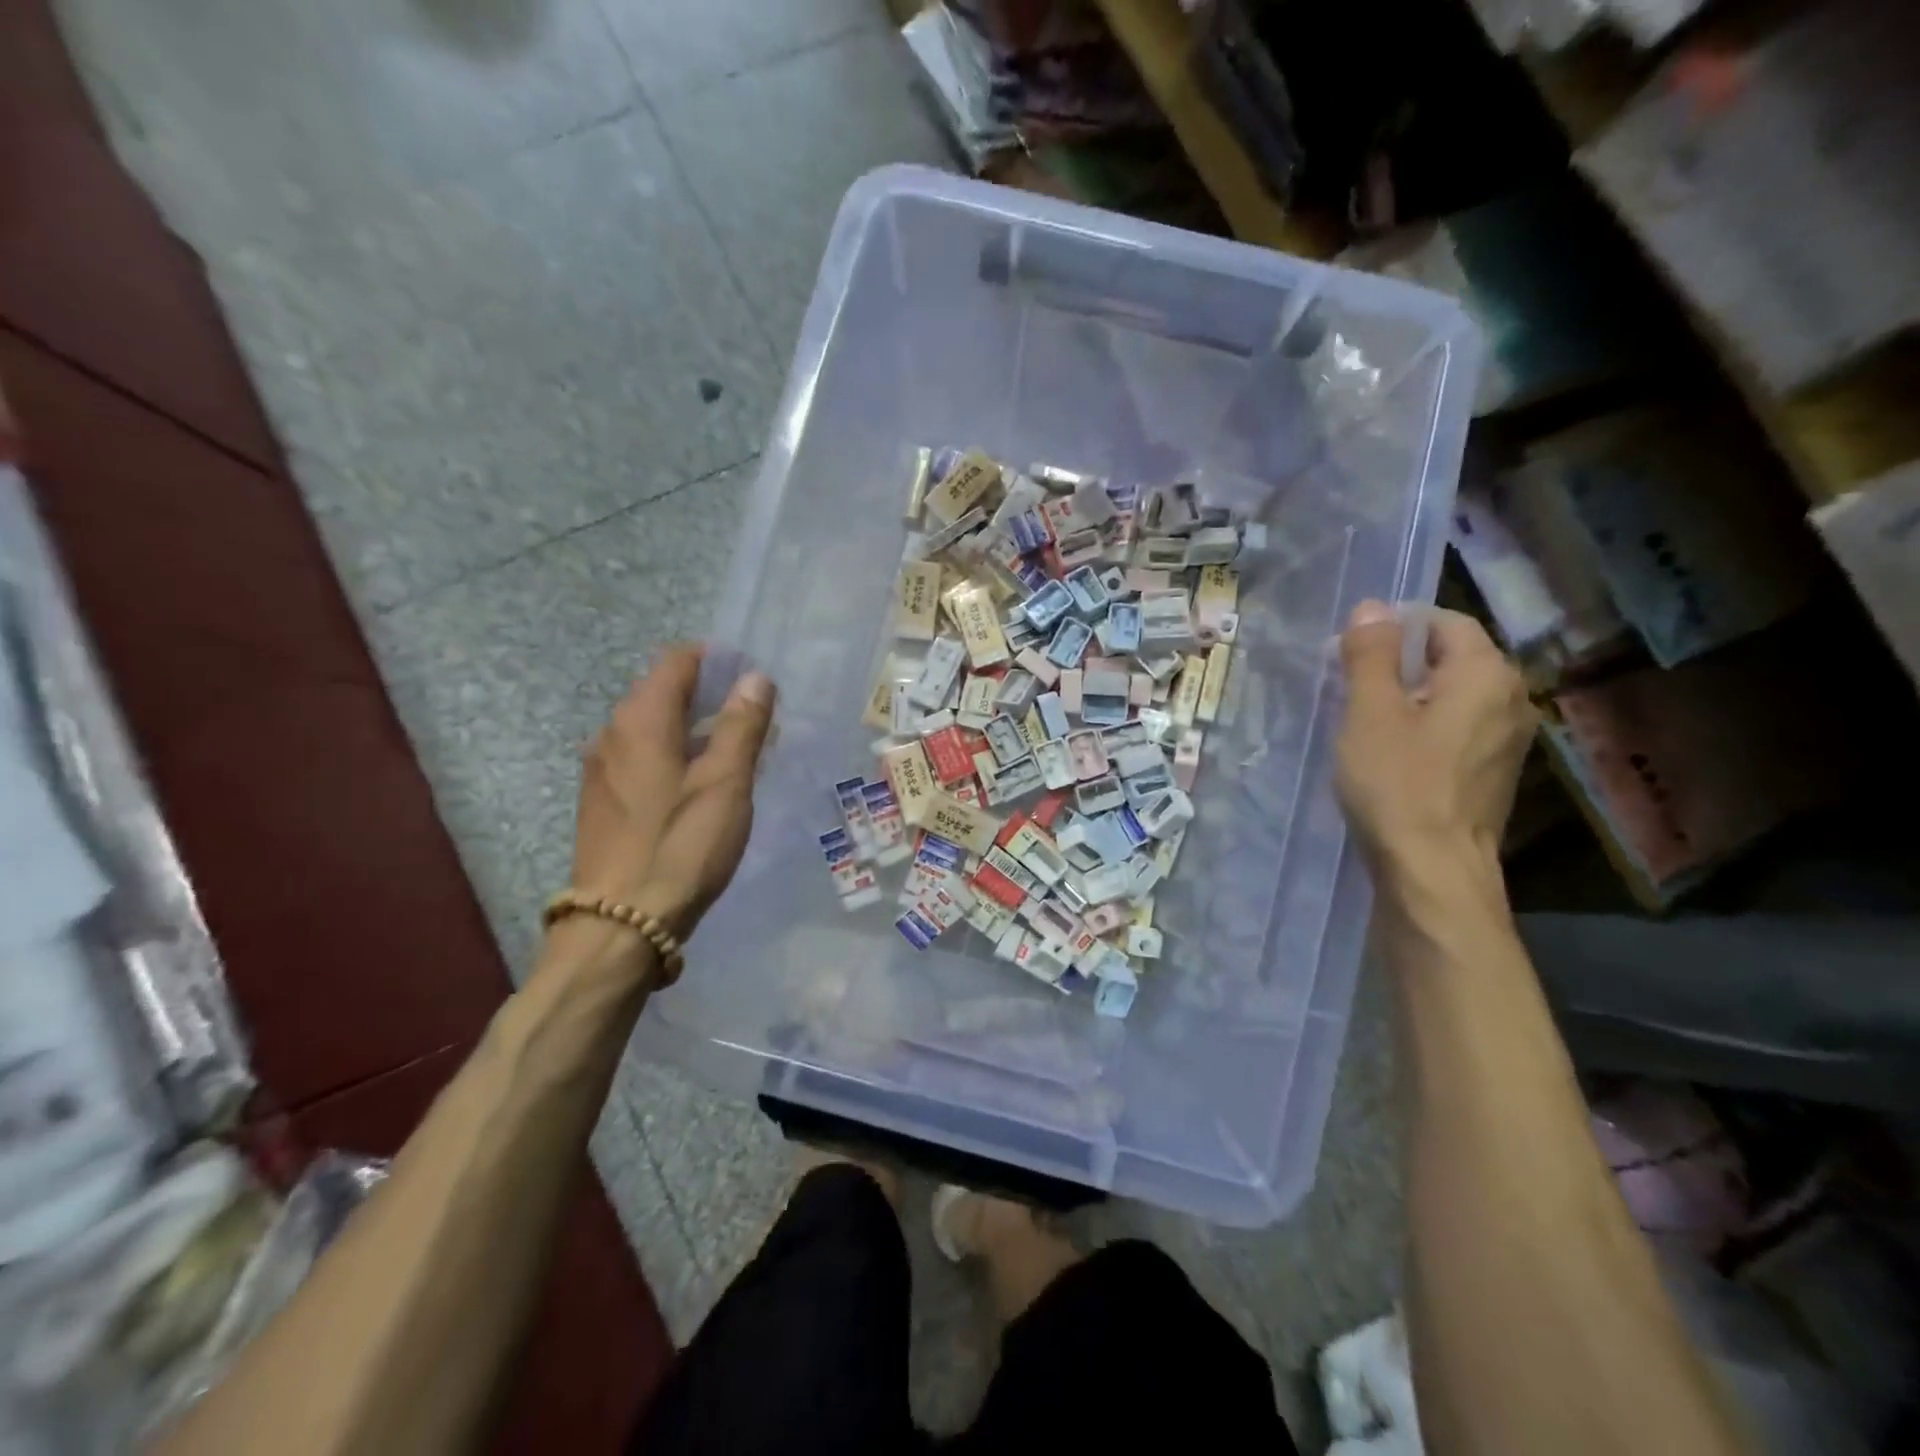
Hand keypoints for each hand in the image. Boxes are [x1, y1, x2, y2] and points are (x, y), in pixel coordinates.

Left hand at [569, 645, 776, 942]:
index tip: (755, 680)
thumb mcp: (725, 783)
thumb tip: (755, 677)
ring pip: (654, 729)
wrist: (620, 925)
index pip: (677, 661)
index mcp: (640, 720)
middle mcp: (612, 734)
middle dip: (711, 696)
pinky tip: (701, 787)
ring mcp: (602, 769)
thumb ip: (741, 725)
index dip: (718, 661)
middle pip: (663, 692)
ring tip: (738, 753)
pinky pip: (643, 759)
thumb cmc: (680, 846)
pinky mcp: (603, 801)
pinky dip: (675, 756)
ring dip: (695, 729)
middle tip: (757, 719)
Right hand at [1335, 602, 1535, 880]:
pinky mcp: (1494, 771)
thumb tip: (1372, 607)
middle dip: (1399, 661)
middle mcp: (1512, 698)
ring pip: (1453, 694)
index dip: (1395, 626)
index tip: (1350, 649)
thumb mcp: (1370, 712)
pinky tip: (1391, 751)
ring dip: (1409, 695)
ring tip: (1363, 717)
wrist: (1432, 870)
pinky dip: (1424, 725)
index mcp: (1487, 674)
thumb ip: (1371, 654)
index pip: (1444, 622)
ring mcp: (1509, 738)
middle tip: (1348, 682)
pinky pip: (1458, 727)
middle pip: (1451, 657)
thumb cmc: (1397, 784)